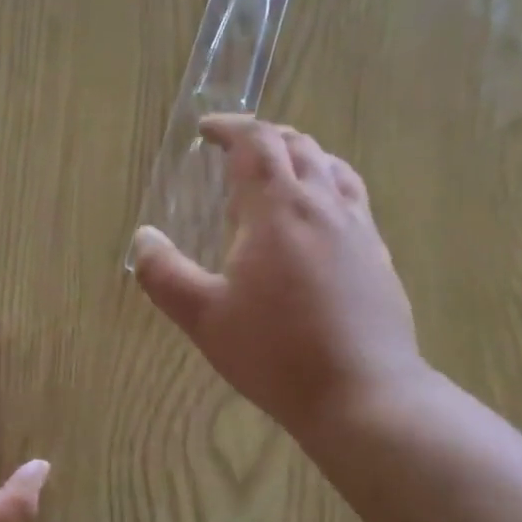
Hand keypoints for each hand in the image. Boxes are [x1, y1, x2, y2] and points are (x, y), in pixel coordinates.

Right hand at [131, 116, 427, 441]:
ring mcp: (358, 228)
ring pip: (332, 167)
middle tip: (235, 151)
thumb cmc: (275, 353)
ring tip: (278, 174)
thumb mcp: (204, 318)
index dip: (229, 128)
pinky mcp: (378, 255)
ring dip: (301, 156)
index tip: (206, 130)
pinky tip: (318, 220)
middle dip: (263, 137)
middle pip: (297, 145)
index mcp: (278, 209)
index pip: (256, 143)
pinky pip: (353, 198)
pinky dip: (328, 186)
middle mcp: (323, 205)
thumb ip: (164, 275)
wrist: (362, 394)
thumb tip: (143, 238)